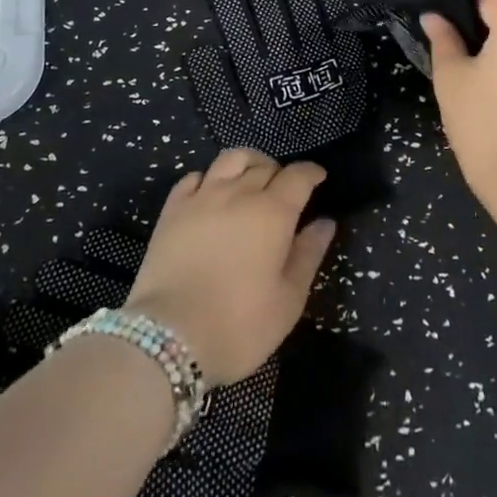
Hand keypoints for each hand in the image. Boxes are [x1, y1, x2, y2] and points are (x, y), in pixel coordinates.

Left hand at [125, 149, 336, 386]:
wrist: (170, 336)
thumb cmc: (239, 325)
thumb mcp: (288, 300)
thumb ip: (308, 254)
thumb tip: (325, 222)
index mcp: (273, 213)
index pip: (298, 176)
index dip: (311, 173)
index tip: (318, 177)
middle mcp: (239, 193)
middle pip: (265, 166)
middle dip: (281, 172)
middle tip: (286, 191)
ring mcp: (203, 197)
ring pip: (230, 159)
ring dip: (248, 162)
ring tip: (252, 177)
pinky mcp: (173, 208)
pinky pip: (194, 176)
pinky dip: (209, 177)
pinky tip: (211, 192)